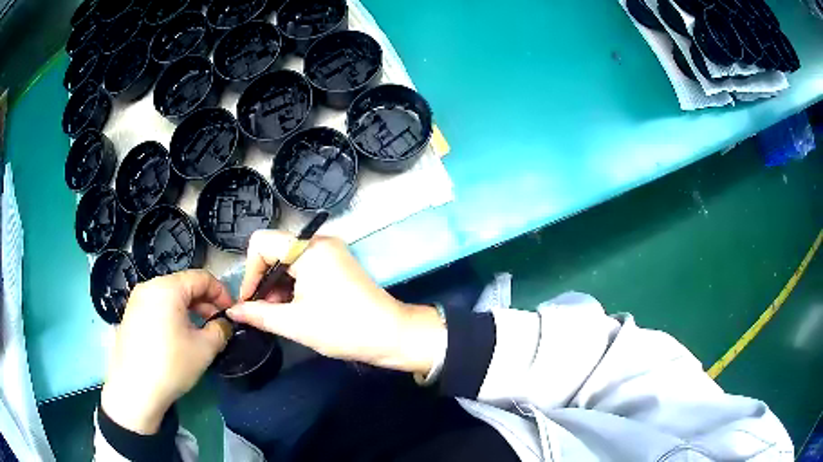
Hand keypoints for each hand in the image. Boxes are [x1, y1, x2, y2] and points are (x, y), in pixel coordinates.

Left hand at [101, 270, 231, 434]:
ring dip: (189, 310)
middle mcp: (149, 286)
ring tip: (199, 333)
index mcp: (167, 287)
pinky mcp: (130, 315)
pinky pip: (157, 307)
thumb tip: (224, 324)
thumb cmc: (171, 365)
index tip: (231, 313)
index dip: (221, 292)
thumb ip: (220, 330)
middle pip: (183, 286)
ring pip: (169, 297)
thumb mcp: (204, 349)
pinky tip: (177, 338)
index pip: (201, 278)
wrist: (134, 389)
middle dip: (204, 303)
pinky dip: (172, 316)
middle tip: (217, 325)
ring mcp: (136, 300)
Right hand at [228, 231, 445, 374]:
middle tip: (263, 312)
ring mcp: (330, 252)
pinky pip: (304, 268)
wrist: (392, 336)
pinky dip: (293, 286)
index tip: (249, 301)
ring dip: (278, 287)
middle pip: (274, 252)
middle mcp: (319, 242)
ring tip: (278, 315)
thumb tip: (233, 311)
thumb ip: (258, 314)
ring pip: (288, 262)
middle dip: (264, 283)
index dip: (250, 272)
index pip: (261, 243)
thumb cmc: (342, 328)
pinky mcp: (337, 264)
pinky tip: (293, 309)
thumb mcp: (294, 323)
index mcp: (308, 248)